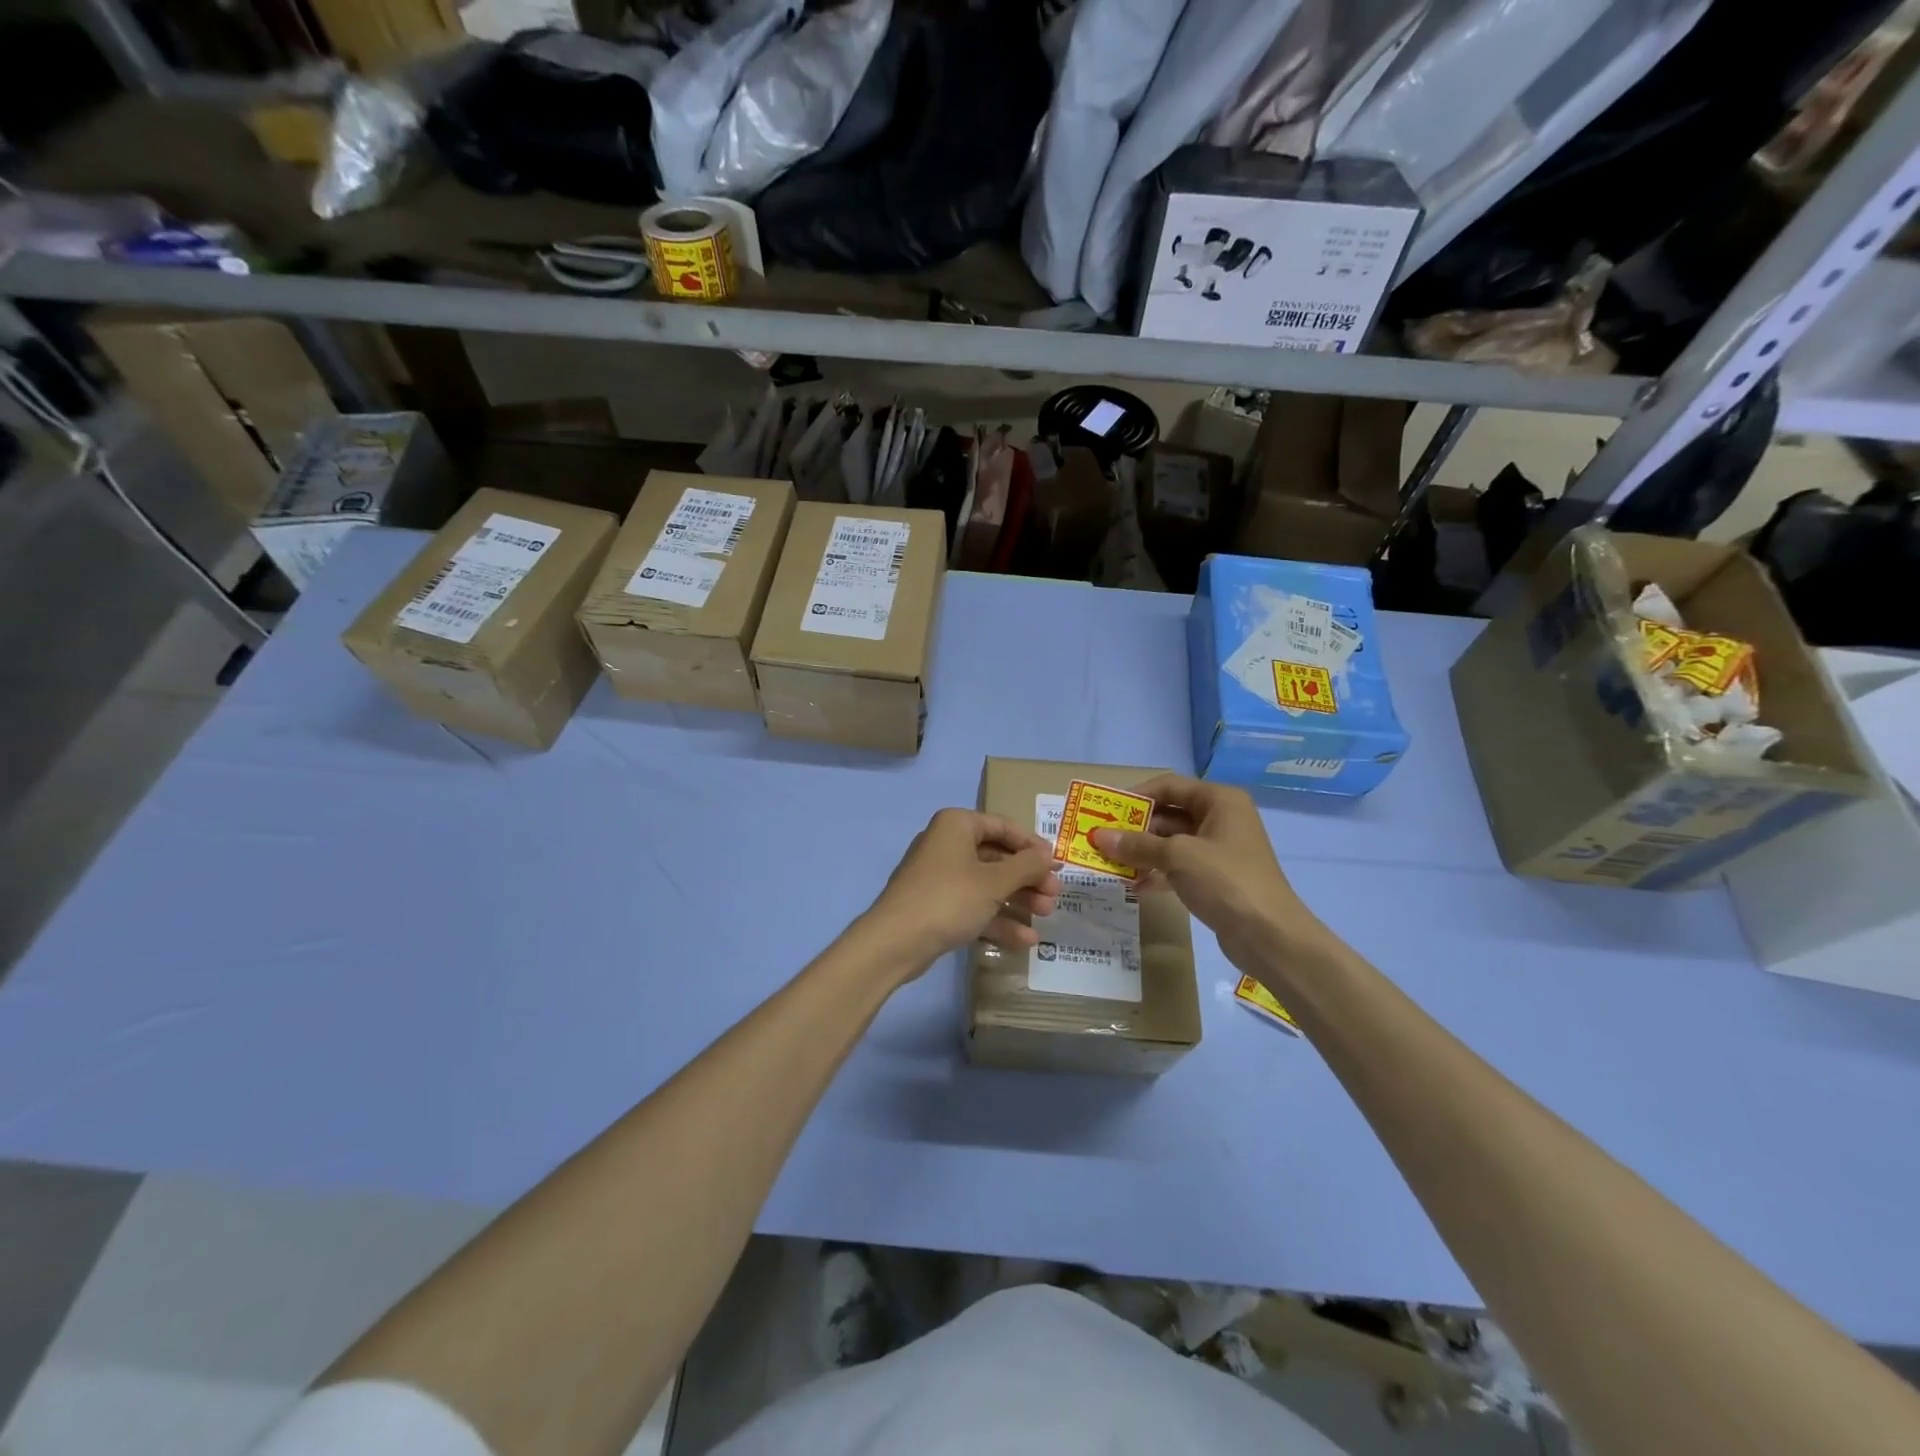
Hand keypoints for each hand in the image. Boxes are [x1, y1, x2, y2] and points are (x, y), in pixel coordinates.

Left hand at [862, 809, 1062, 974]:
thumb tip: (1048, 855)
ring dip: (1018, 899)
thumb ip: (1026, 866)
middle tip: (1055, 894)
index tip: (1057, 864)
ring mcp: (940, 877)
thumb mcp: (994, 881)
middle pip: (997, 857)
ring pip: (987, 884)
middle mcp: (946, 844)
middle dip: (1028, 877)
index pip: (1003, 826)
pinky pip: (973, 906)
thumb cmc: (949, 898)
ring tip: (1046, 915)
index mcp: (957, 825)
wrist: (896, 942)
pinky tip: (1025, 940)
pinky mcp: (937, 906)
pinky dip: (997, 919)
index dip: (1033, 845)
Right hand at [1089, 774, 1328, 971]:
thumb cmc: (1226, 880)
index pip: (1169, 786)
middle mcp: (1221, 818)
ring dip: (1142, 852)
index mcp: (1219, 800)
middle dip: (1135, 827)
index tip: (1105, 809)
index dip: (1136, 795)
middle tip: (1102, 838)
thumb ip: (1137, 844)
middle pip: (1169, 814)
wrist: (1270, 935)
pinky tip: (1134, 885)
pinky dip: (1157, 872)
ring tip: (1110, 862)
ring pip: (1172, 842)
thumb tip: (1099, 837)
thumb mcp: (1177, 856)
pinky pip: (1179, 867)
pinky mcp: (1216, 878)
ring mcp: (1219, 850)